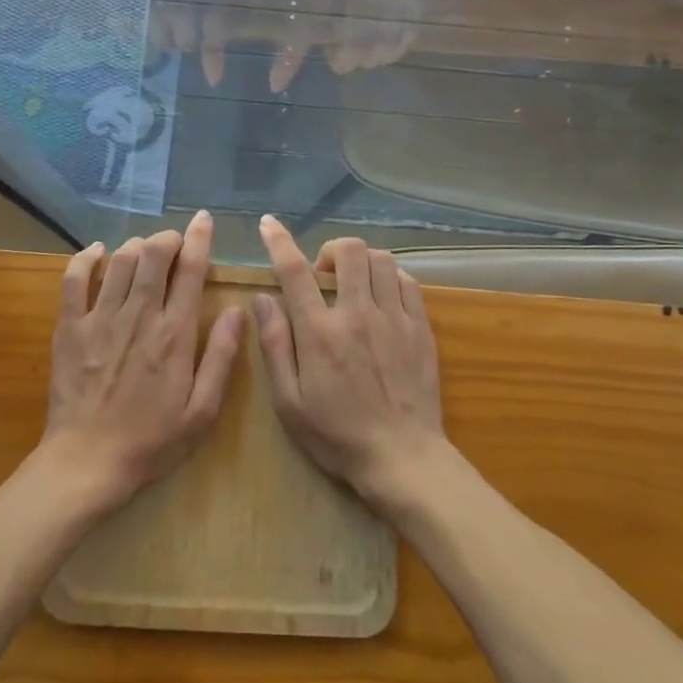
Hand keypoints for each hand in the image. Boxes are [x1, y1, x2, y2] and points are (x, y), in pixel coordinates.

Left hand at [41, 210, 244, 507]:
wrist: (88, 462)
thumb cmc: (152, 440)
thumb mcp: (202, 411)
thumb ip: (222, 357)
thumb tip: (240, 311)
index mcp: (175, 335)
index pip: (191, 271)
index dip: (199, 239)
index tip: (203, 219)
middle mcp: (139, 316)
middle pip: (154, 256)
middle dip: (167, 238)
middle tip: (174, 242)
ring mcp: (100, 319)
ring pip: (120, 261)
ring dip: (136, 246)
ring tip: (145, 250)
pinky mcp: (70, 328)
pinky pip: (74, 279)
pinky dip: (87, 258)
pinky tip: (98, 252)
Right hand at [252, 215, 445, 513]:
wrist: (402, 457)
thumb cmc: (337, 435)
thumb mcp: (289, 402)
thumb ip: (275, 346)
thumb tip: (262, 299)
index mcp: (320, 332)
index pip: (295, 271)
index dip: (279, 241)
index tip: (269, 225)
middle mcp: (358, 314)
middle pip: (349, 251)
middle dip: (331, 249)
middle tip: (323, 274)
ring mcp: (394, 318)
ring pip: (381, 260)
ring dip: (362, 261)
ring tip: (353, 283)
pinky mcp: (420, 328)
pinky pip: (408, 282)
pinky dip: (390, 277)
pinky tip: (382, 295)